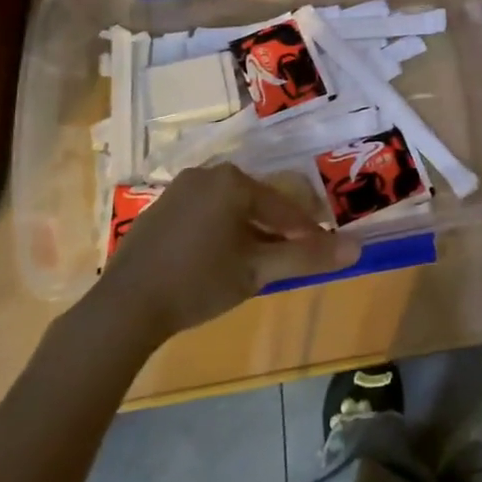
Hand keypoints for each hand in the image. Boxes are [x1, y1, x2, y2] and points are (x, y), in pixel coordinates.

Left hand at [93, 166, 359, 338]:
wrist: (125, 307)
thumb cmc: (199, 282)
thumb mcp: (258, 271)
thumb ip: (307, 258)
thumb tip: (357, 248)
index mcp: (234, 181)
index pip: (283, 207)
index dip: (304, 233)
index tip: (320, 251)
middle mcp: (207, 174)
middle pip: (256, 202)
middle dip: (274, 230)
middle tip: (285, 258)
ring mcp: (178, 190)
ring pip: (229, 208)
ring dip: (246, 231)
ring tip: (253, 262)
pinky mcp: (158, 210)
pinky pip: (202, 214)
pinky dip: (217, 232)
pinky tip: (215, 261)